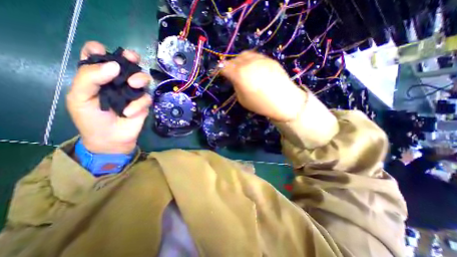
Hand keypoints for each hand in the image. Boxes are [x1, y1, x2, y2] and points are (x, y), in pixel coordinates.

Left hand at [67, 41, 152, 152]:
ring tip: (134, 85)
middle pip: (128, 64)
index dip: (100, 51)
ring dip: (140, 78)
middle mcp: (118, 82)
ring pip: (143, 78)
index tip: (101, 52)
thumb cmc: (91, 119)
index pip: (99, 57)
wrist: (110, 139)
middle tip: (132, 58)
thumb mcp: (80, 97)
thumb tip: (115, 66)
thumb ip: (90, 78)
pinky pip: (146, 98)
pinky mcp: (144, 103)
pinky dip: (139, 104)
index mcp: (98, 77)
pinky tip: (129, 112)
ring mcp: (133, 92)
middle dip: (131, 58)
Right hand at [220, 51, 305, 121]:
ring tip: (241, 69)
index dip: (220, 70)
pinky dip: (249, 60)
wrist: (284, 101)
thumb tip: (234, 78)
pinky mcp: (269, 59)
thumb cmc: (261, 104)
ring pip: (244, 55)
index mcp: (240, 74)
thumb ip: (236, 85)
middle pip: (233, 59)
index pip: (224, 67)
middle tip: (230, 73)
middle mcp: (248, 63)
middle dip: (229, 65)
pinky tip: (252, 68)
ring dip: (239, 61)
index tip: (219, 74)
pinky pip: (255, 56)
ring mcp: (260, 59)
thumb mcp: (242, 99)